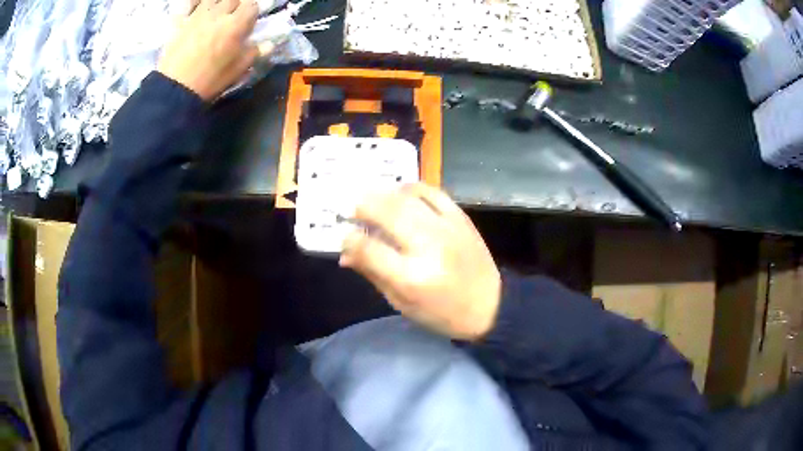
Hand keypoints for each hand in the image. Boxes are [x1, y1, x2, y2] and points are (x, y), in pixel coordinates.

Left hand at [158, 0, 258, 100]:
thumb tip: (269, 44)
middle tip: (232, 18)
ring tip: (215, 15)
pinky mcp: (181, 22)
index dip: (251, 13)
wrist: (176, 88)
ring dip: (217, 4)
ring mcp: (199, 15)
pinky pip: (190, 5)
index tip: (248, 23)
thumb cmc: (211, 80)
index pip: (251, 6)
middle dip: (235, 5)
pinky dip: (195, 5)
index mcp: (236, 24)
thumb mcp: (238, 69)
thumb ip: (254, 53)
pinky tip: (197, 13)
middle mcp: (219, 14)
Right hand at [341, 184, 501, 340]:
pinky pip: (432, 192)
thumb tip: (345, 254)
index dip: (350, 240)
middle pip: (387, 213)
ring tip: (372, 200)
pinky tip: (401, 194)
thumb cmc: (442, 313)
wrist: (490, 305)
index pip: (369, 248)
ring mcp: (447, 228)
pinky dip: (412, 188)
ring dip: (383, 194)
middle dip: (362, 207)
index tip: (345, 238)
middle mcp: (428, 247)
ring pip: (407, 197)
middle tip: (352, 210)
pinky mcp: (461, 218)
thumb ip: (373, 274)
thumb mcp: (402, 303)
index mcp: (411, 277)